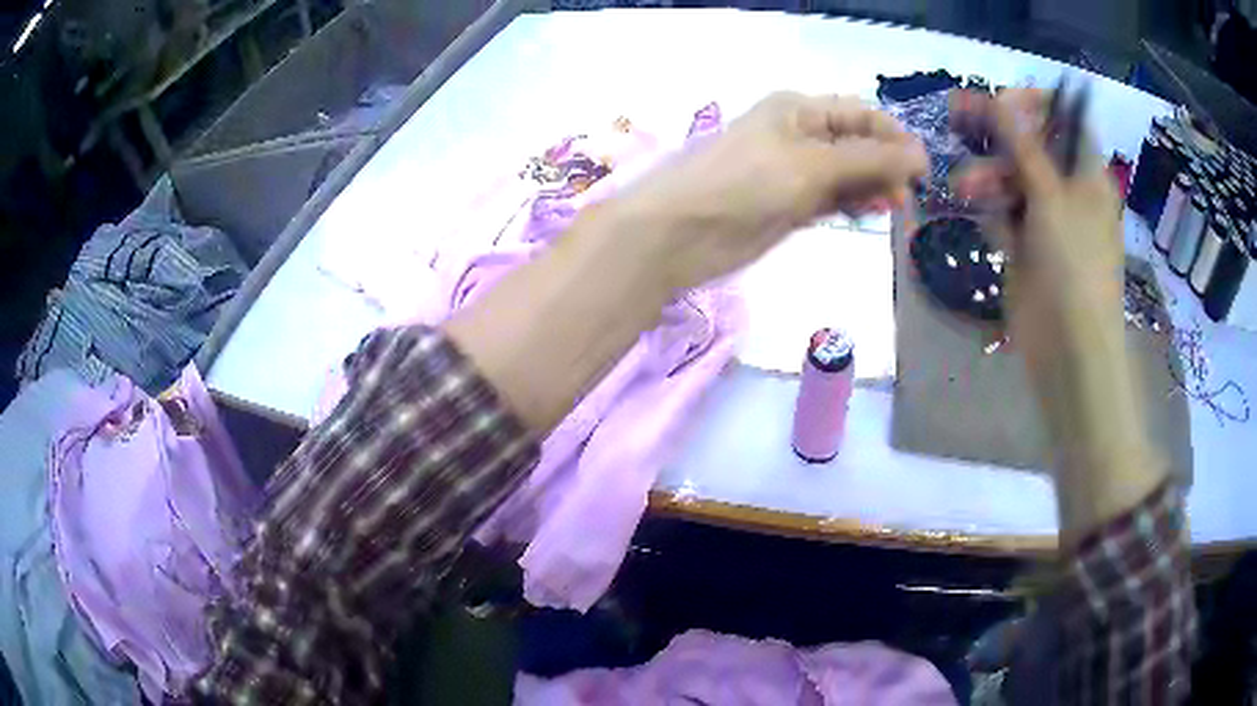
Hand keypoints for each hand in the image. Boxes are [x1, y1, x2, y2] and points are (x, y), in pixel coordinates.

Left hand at [600, 91, 927, 290]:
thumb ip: (869, 160)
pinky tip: (871, 213)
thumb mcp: (812, 163)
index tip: (924, 167)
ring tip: (895, 207)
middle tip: (909, 196)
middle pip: (856, 144)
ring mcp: (793, 172)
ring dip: (872, 187)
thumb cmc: (745, 182)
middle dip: (885, 164)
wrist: (682, 231)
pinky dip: (852, 204)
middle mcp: (798, 134)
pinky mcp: (788, 206)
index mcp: (799, 109)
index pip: (859, 114)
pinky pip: (830, 200)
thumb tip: (919, 155)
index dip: (893, 136)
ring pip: (846, 174)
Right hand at [953, 88, 1166, 536]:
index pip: (1062, 118)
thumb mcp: (1052, 198)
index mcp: (1086, 174)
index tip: (1001, 102)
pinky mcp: (1025, 245)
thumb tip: (1001, 97)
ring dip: (987, 174)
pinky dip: (991, 210)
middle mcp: (1067, 189)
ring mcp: (1045, 218)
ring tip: (966, 187)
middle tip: (956, 113)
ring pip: (1010, 176)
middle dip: (996, 130)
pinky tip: (987, 221)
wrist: (1068, 350)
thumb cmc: (1075, 269)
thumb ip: (1025, 146)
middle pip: (1029, 143)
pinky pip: (1003, 211)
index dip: (1032, 103)